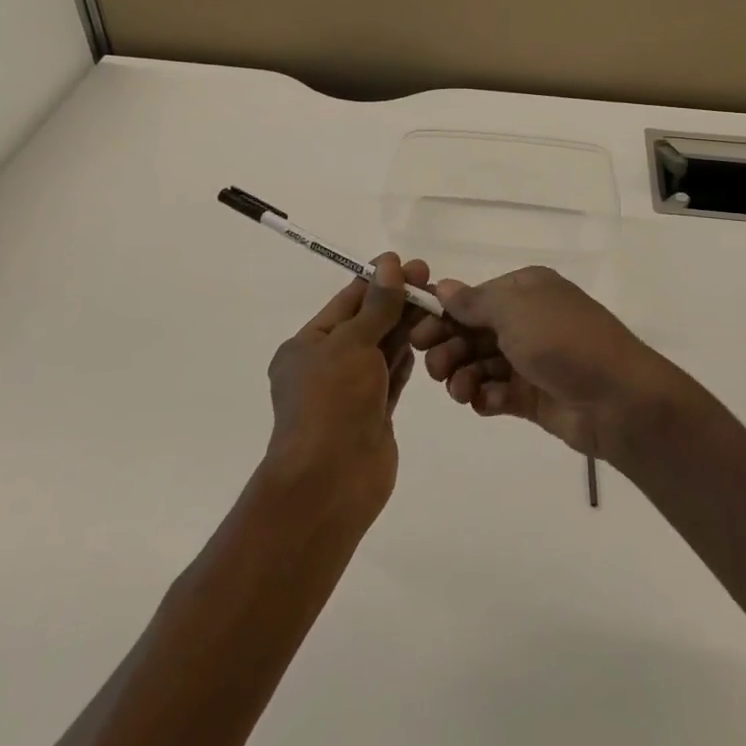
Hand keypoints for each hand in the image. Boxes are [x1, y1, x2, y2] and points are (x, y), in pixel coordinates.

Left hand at [264, 254, 427, 511]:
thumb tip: (390, 264)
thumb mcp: (352, 343)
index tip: (409, 264)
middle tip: (432, 280)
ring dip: (407, 327)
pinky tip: (428, 339)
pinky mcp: (373, 415)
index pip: (347, 302)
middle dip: (397, 302)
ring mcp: (351, 392)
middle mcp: (326, 365)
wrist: (330, 482)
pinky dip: (408, 358)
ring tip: (439, 304)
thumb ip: (377, 305)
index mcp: (307, 345)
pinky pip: (392, 377)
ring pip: (382, 350)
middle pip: (368, 324)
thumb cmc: (331, 402)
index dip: (378, 281)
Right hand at [407, 266, 681, 462]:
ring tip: (459, 389)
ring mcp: (530, 360)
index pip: (473, 298)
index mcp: (525, 290)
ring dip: (461, 375)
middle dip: (448, 346)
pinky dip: (485, 396)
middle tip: (435, 365)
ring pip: (480, 364)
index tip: (416, 333)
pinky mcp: (532, 396)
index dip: (443, 314)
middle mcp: (526, 321)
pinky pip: (496, 393)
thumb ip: (474, 301)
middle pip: (471, 332)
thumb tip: (442, 286)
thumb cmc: (563, 340)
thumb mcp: (515, 309)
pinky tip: (484, 402)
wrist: (617, 399)